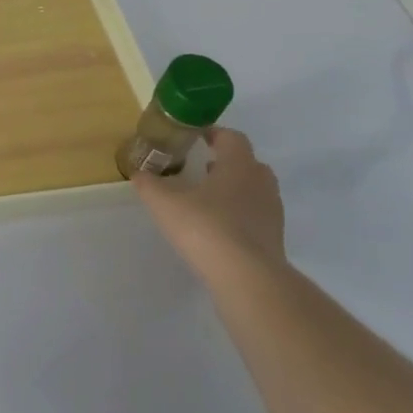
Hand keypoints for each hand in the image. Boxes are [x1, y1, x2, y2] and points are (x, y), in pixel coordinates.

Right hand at [131, 127, 284, 283]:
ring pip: (254, 189)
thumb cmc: (206, 228)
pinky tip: (219, 228)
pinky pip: (256, 215)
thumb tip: (138, 172)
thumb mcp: (165, 203)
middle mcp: (260, 182)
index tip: (195, 137)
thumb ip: (149, 185)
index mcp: (238, 165)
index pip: (231, 137)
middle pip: (247, 162)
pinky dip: (240, 214)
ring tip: (208, 199)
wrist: (248, 278)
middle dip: (225, 162)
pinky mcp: (274, 238)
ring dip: (234, 189)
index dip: (213, 133)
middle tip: (201, 168)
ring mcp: (271, 211)